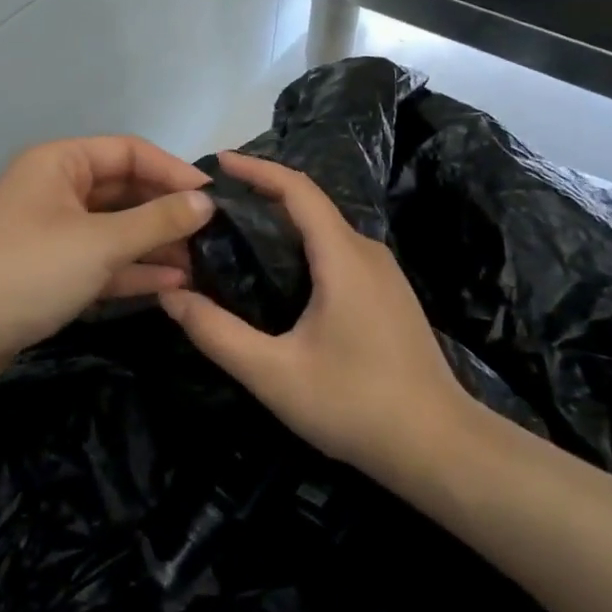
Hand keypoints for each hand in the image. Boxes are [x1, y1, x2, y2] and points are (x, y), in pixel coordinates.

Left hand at [0, 136, 214, 386]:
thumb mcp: (99, 242)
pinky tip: (172, 284)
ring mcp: (52, 232)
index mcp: (60, 163)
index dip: (173, 172)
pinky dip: (131, 269)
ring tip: (202, 264)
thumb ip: (156, 220)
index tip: (215, 199)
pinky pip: (100, 260)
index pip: (129, 152)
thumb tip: (205, 202)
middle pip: (123, 190)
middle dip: (166, 213)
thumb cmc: (29, 271)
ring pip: (114, 228)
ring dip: (154, 244)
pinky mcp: (50, 271)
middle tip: (214, 236)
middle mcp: (56, 189)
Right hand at [158, 150, 474, 485]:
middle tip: (212, 208)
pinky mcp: (387, 295)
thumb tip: (170, 295)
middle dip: (261, 195)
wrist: (441, 449)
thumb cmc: (356, 405)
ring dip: (282, 222)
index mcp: (342, 256)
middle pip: (309, 205)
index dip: (256, 169)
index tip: (217, 162)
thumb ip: (216, 333)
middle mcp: (366, 252)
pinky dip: (301, 246)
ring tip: (235, 236)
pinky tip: (277, 276)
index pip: (297, 189)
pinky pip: (337, 252)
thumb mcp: (273, 374)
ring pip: (324, 229)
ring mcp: (383, 274)